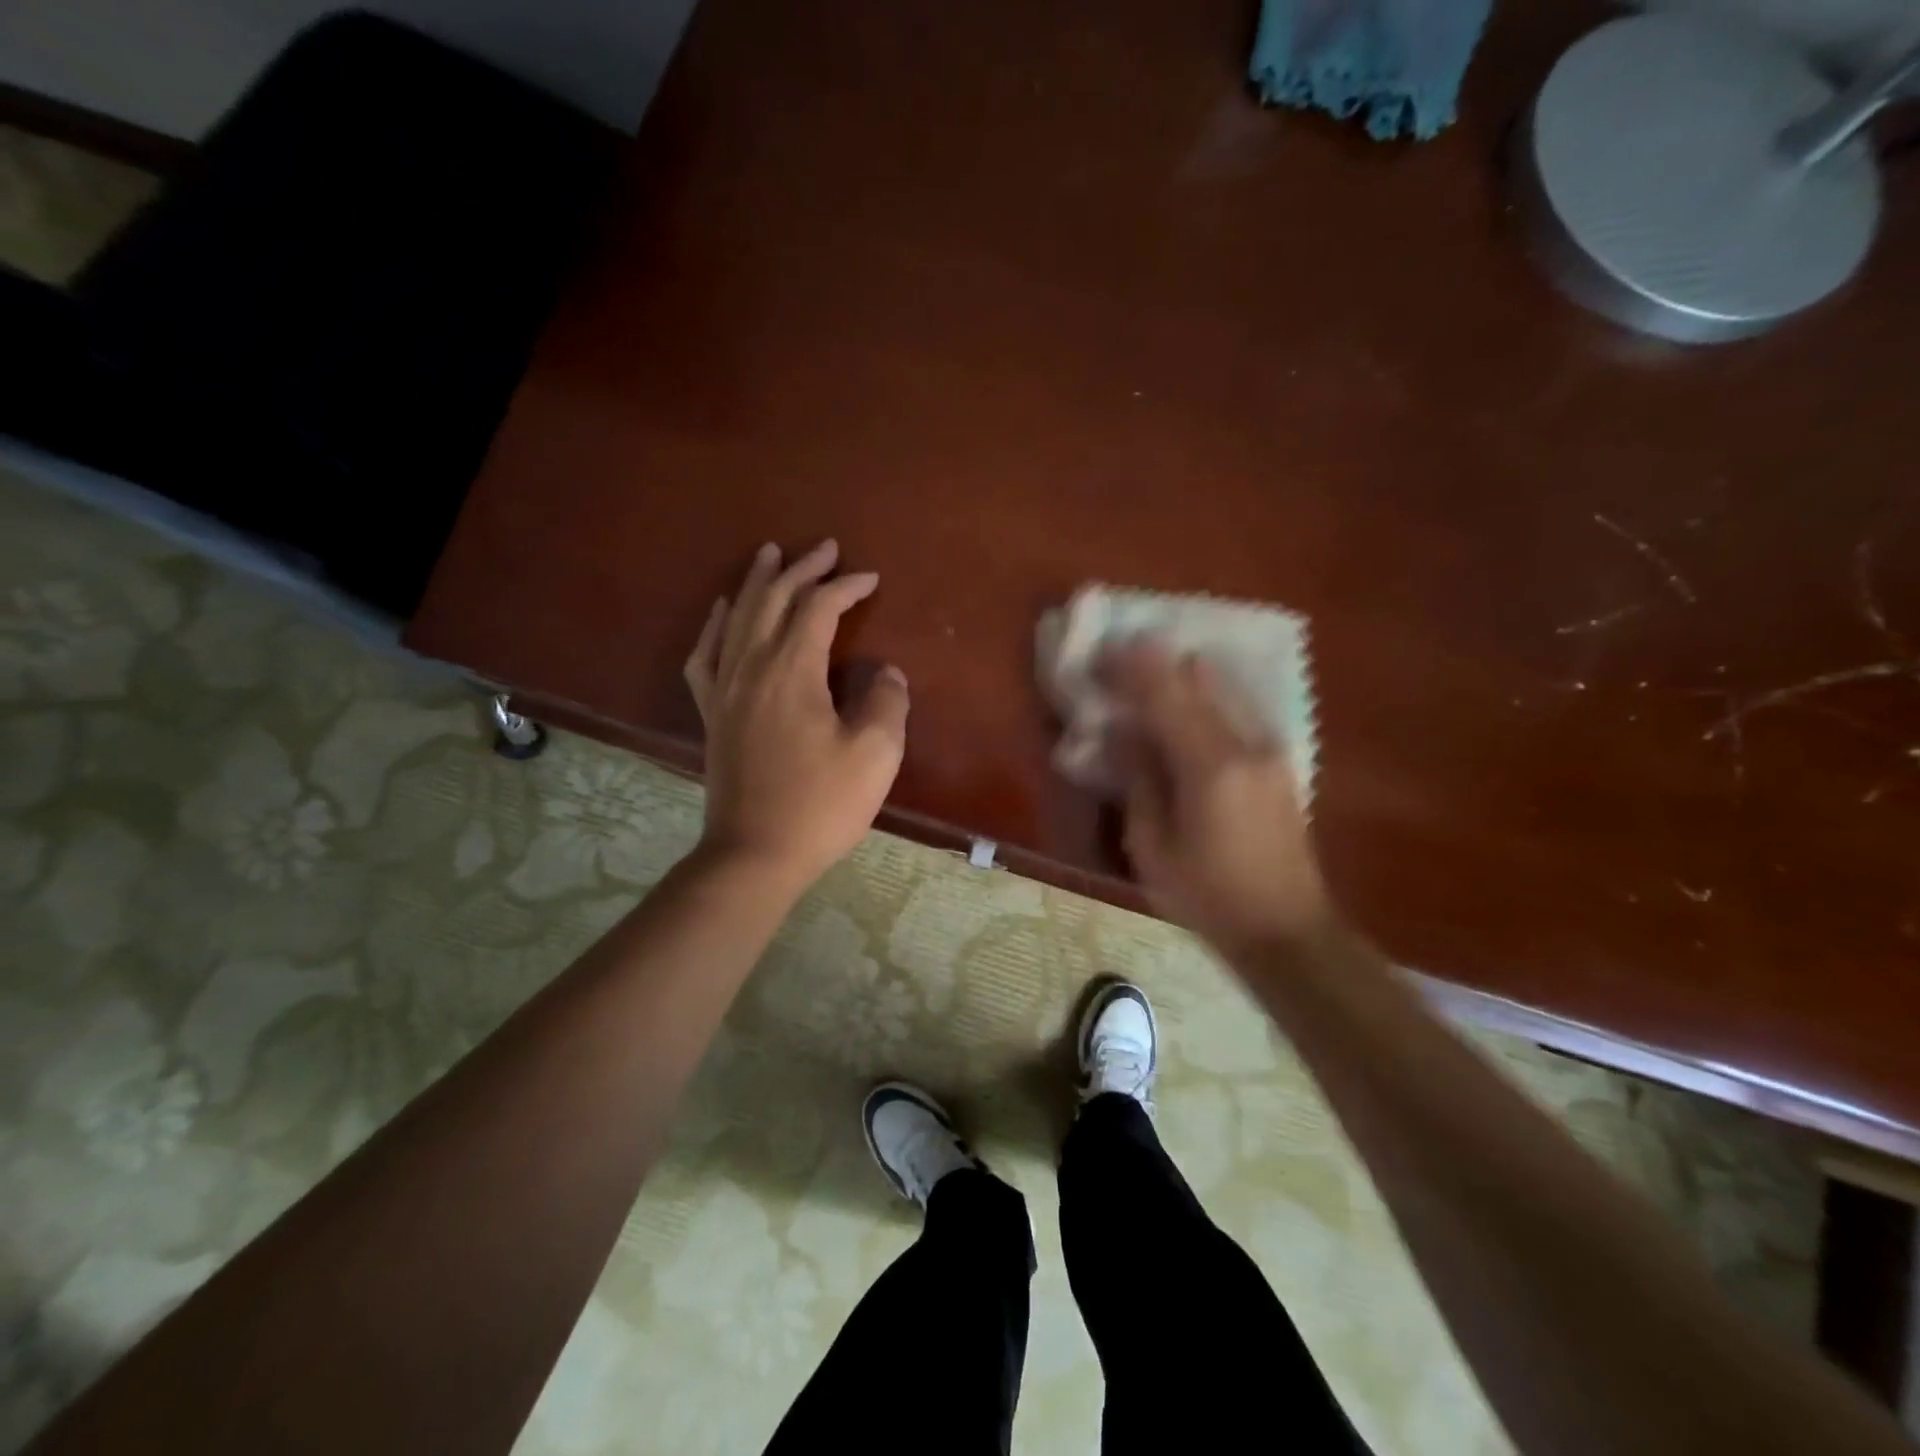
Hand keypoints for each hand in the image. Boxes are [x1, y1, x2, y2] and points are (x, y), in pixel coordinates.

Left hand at [684, 540, 908, 889]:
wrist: (755, 853)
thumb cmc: (821, 805)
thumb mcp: (875, 755)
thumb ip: (886, 703)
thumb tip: (887, 674)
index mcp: (792, 672)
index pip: (819, 609)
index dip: (846, 587)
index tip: (871, 579)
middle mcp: (752, 668)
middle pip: (774, 600)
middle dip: (802, 569)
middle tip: (826, 548)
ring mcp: (725, 690)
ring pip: (739, 618)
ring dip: (758, 582)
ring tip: (769, 554)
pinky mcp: (712, 714)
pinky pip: (705, 655)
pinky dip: (716, 625)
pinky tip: (723, 612)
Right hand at [1100, 640, 1334, 955]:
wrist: (1287, 931)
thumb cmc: (1208, 897)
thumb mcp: (1152, 847)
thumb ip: (1138, 779)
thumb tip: (1122, 734)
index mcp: (1211, 766)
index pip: (1166, 694)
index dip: (1132, 665)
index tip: (1102, 650)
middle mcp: (1247, 743)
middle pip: (1200, 677)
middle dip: (1156, 662)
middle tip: (1119, 662)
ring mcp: (1270, 748)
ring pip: (1223, 687)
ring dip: (1182, 675)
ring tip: (1147, 680)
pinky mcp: (1279, 760)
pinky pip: (1236, 708)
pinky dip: (1204, 697)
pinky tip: (1183, 708)